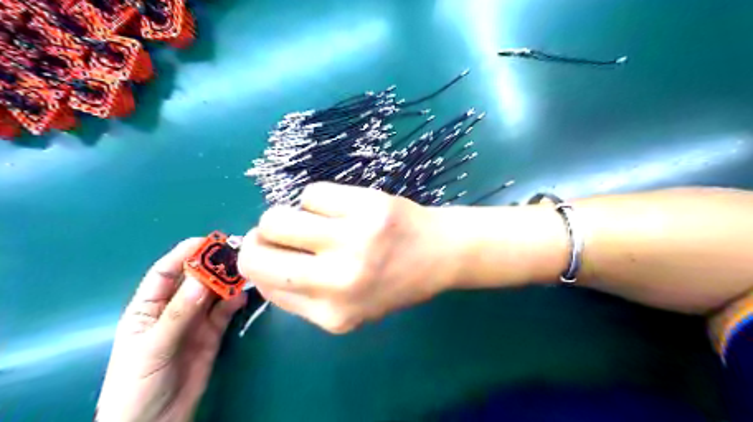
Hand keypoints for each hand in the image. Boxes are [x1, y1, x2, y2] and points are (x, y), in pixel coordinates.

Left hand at [95, 239, 245, 421]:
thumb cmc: (137, 383)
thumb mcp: (152, 347)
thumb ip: (179, 314)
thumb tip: (203, 280)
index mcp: (148, 307)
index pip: (166, 272)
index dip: (184, 254)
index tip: (207, 241)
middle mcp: (174, 309)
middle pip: (196, 279)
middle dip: (213, 265)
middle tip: (236, 252)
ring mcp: (196, 321)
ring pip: (215, 293)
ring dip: (228, 281)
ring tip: (245, 269)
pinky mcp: (213, 333)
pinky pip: (226, 312)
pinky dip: (235, 302)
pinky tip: (244, 295)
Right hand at [238, 183, 459, 333]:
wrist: (440, 254)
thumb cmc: (393, 281)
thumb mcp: (349, 307)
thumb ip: (302, 295)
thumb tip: (260, 262)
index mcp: (332, 314)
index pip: (263, 284)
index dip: (258, 262)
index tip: (270, 251)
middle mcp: (340, 281)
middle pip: (258, 251)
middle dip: (260, 238)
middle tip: (280, 232)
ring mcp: (355, 240)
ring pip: (277, 217)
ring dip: (287, 215)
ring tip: (313, 219)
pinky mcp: (368, 206)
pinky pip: (312, 193)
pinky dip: (319, 199)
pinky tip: (341, 208)